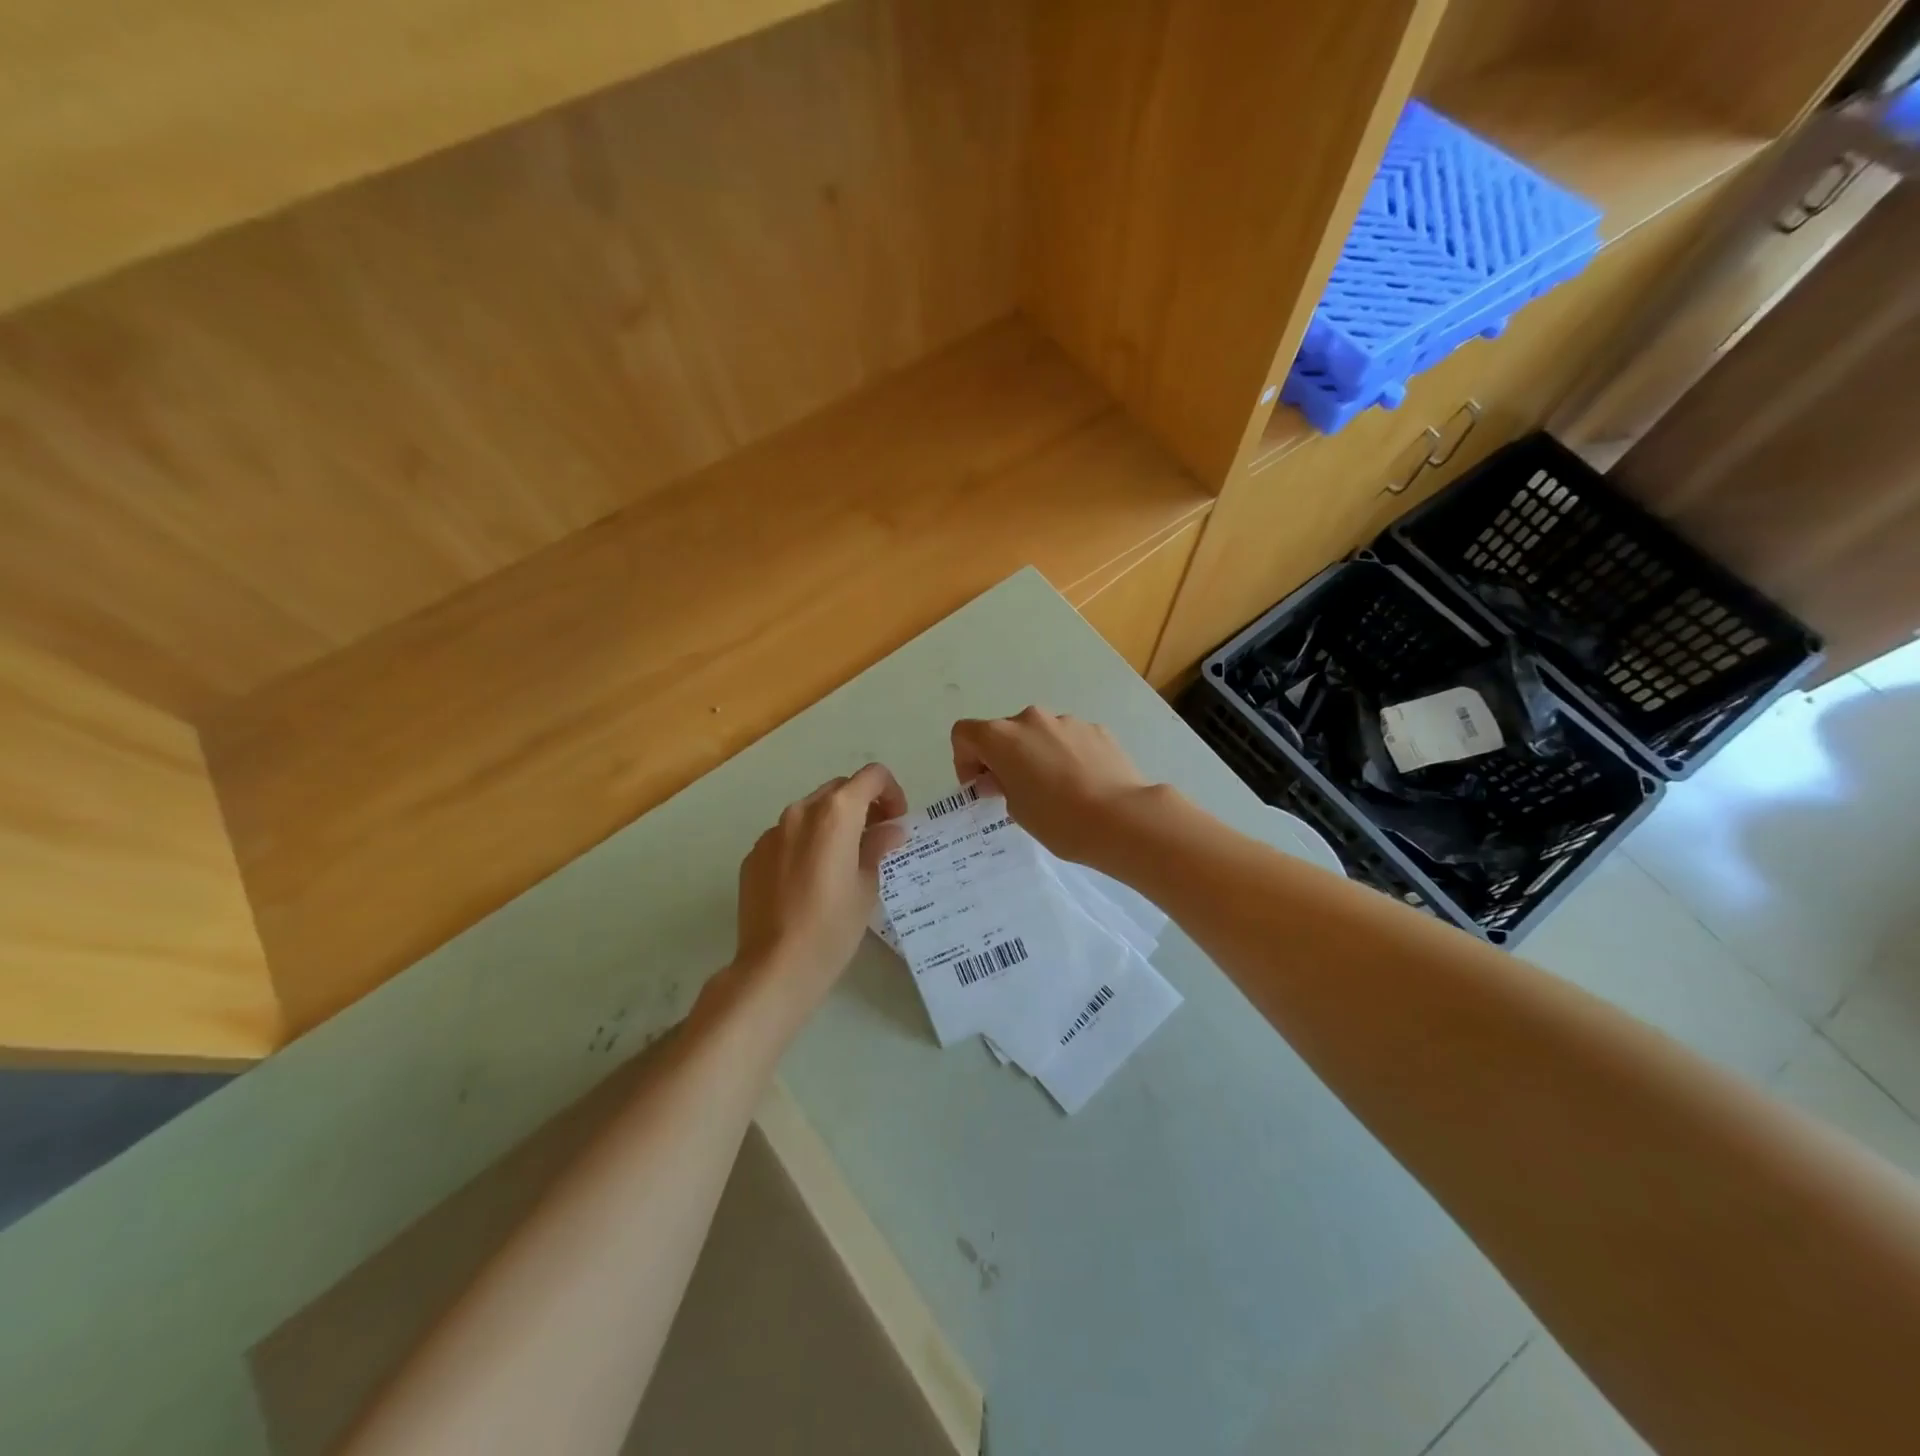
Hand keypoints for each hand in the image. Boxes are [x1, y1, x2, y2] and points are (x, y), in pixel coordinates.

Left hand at [728, 764, 908, 1020]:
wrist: (776, 966)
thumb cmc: (833, 925)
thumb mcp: (867, 885)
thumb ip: (878, 847)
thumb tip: (888, 831)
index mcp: (836, 813)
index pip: (872, 776)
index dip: (891, 792)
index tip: (895, 822)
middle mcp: (801, 811)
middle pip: (839, 790)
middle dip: (862, 806)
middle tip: (875, 839)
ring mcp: (771, 832)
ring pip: (810, 812)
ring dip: (832, 825)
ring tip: (841, 863)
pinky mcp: (753, 855)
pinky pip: (786, 837)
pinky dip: (805, 844)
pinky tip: (809, 882)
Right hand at [951, 708, 1156, 866]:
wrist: (1121, 818)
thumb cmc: (1057, 819)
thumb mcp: (1016, 809)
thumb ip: (1002, 785)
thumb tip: (1006, 777)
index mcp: (1002, 737)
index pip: (965, 734)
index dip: (965, 760)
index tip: (981, 787)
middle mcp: (1031, 719)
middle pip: (1004, 732)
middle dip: (1003, 757)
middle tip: (1015, 791)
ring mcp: (1067, 721)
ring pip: (1039, 734)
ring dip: (1036, 755)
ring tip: (1055, 790)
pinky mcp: (1097, 730)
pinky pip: (1068, 739)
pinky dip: (1066, 755)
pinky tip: (1081, 785)